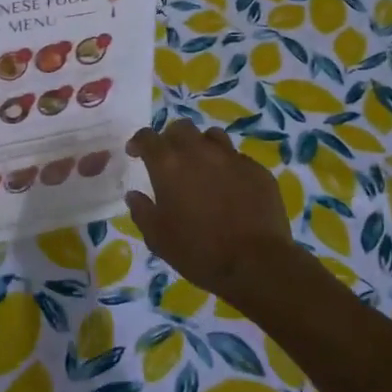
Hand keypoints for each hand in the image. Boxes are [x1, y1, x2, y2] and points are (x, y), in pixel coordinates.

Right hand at [126, 120, 297, 308]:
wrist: (256, 263)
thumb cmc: (199, 251)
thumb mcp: (158, 238)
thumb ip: (142, 212)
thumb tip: (134, 195)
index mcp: (168, 164)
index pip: (147, 137)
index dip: (138, 142)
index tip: (135, 153)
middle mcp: (199, 151)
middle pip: (181, 128)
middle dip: (171, 139)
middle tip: (170, 160)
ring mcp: (231, 157)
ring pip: (211, 136)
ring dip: (201, 146)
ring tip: (202, 167)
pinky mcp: (257, 170)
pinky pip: (237, 158)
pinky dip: (228, 166)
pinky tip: (231, 187)